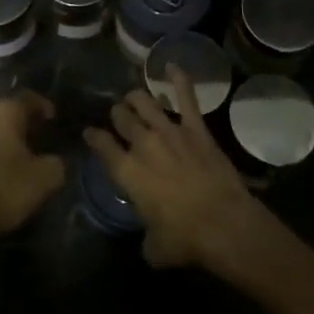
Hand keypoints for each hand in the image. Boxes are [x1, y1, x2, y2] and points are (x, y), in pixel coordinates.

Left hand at [0, 92, 65, 240]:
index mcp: (5, 112)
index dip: (43, 106)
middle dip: (19, 124)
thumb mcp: (44, 180)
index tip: (52, 119)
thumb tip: (56, 161)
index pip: (29, 98)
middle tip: (33, 140)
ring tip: (9, 159)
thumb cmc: (3, 189)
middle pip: (4, 113)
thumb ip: (57, 164)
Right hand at [84, 66, 273, 270]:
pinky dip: (179, 79)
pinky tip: (172, 65)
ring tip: (133, 98)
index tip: (90, 133)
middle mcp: (143, 144)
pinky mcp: (196, 128)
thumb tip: (150, 239)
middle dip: (116, 115)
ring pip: (145, 101)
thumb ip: (146, 238)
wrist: (223, 223)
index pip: (101, 145)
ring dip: (136, 98)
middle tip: (118, 117)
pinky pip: (186, 97)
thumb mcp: (155, 249)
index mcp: (127, 172)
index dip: (93, 137)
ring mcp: (170, 131)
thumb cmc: (185, 239)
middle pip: (121, 117)